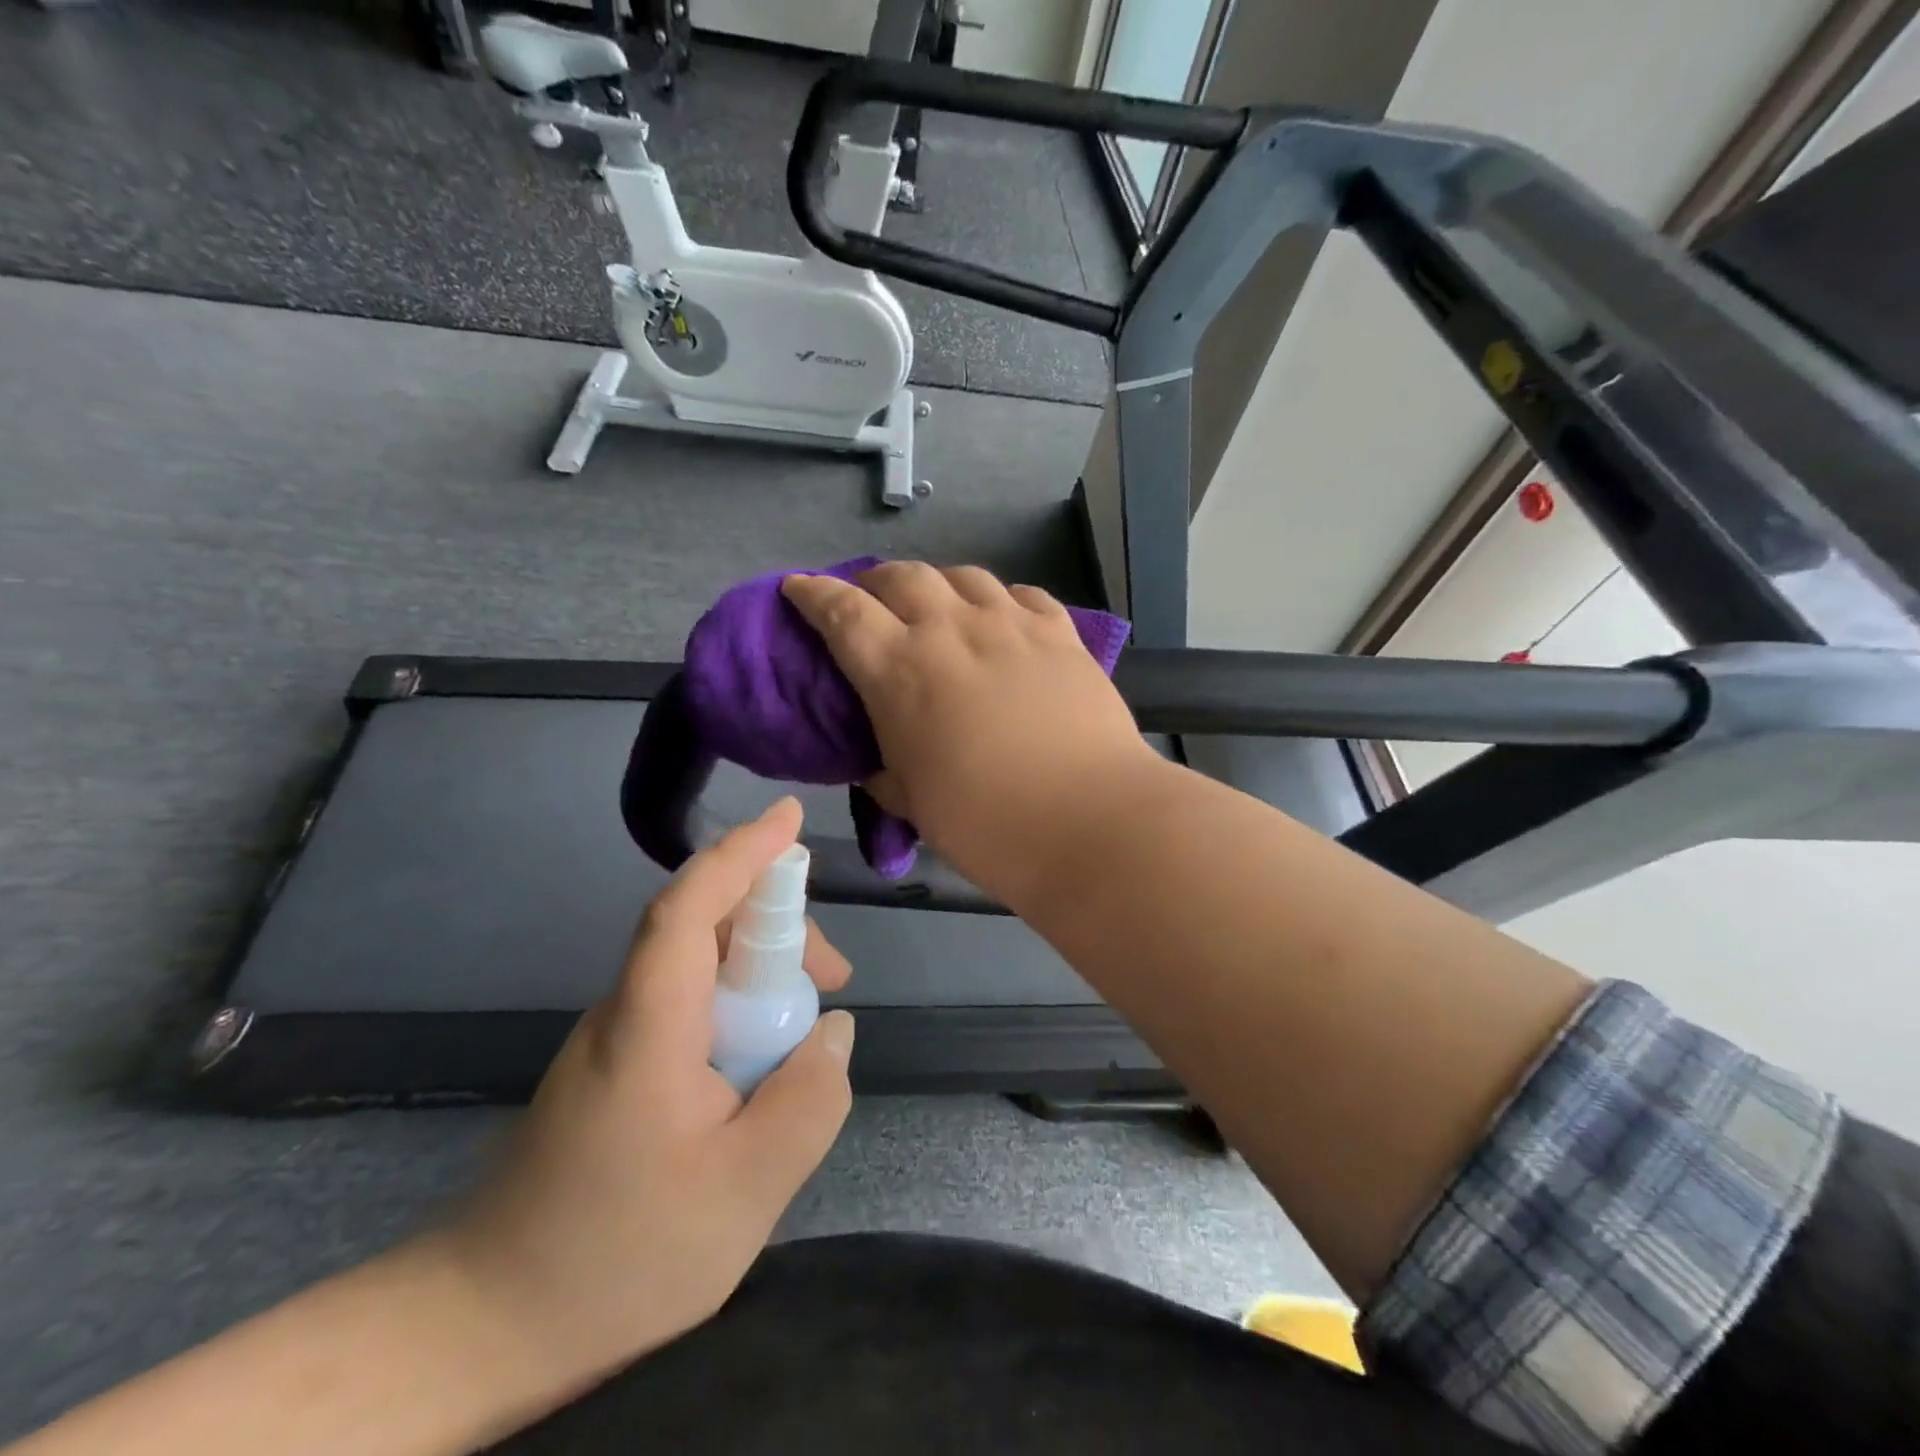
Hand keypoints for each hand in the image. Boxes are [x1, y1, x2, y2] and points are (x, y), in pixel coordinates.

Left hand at [430, 798, 854, 1402]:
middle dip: (777, 926)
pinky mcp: (616, 1067)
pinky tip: (761, 1066)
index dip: (741, 854)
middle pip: (702, 928)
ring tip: (808, 1031)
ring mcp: (615, 1039)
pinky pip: (688, 1006)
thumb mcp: (746, 1191)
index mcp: (650, 1025)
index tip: (790, 818)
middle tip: (836, 974)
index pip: (689, 908)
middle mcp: (626, 1012)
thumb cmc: (619, 1255)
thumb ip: (808, 1101)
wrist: (485, 1326)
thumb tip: (835, 1028)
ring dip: (761, 972)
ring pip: (698, 967)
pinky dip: (737, 1008)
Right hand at [781, 562, 1160, 900]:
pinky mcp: (1061, 634)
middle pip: (902, 577)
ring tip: (938, 604)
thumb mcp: (914, 803)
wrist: (1090, 821)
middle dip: (876, 581)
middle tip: (872, 601)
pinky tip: (1002, 618)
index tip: (798, 587)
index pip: (841, 611)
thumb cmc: (986, 824)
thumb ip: (888, 773)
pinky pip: (1023, 595)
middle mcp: (951, 630)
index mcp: (900, 670)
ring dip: (938, 584)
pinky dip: (1000, 600)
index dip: (813, 593)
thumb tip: (883, 766)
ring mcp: (1011, 625)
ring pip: (964, 576)